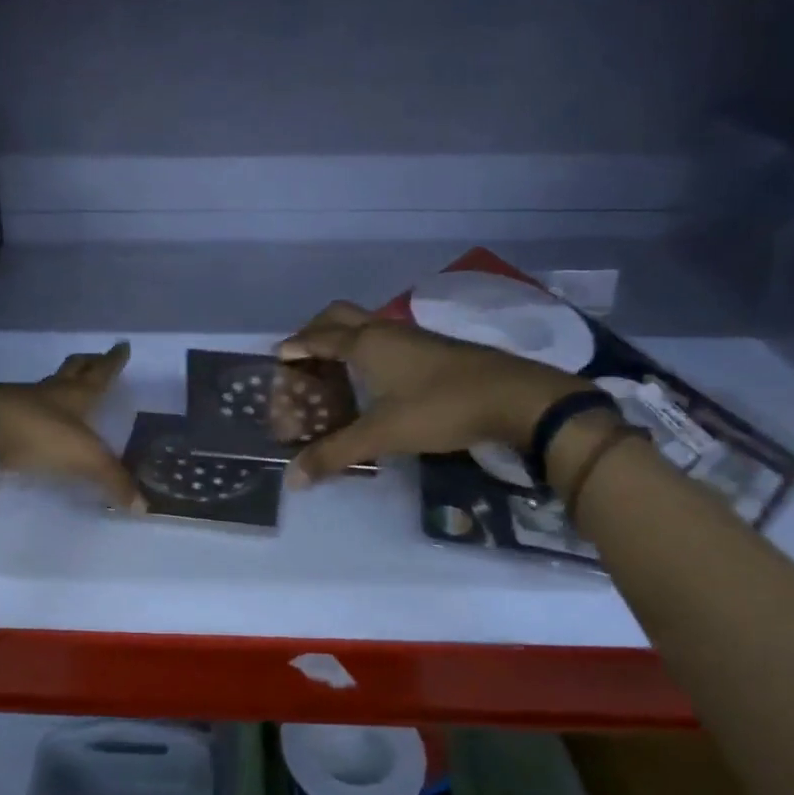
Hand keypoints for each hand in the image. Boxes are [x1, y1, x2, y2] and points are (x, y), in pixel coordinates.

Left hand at [0, 341, 142, 509]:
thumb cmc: (37, 434)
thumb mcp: (84, 459)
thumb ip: (113, 480)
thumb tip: (143, 505)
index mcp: (74, 395)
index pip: (100, 374)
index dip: (113, 361)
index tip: (121, 346)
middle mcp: (48, 392)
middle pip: (72, 370)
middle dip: (88, 364)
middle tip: (97, 358)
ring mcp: (19, 401)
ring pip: (46, 387)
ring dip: (59, 386)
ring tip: (67, 391)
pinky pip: (23, 409)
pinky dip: (34, 410)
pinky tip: (35, 421)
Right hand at [276, 302, 581, 486]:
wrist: (516, 397)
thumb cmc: (440, 408)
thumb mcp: (382, 434)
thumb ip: (335, 453)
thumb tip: (292, 478)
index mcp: (365, 343)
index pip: (318, 337)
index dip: (295, 346)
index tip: (277, 357)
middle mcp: (385, 331)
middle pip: (339, 315)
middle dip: (315, 329)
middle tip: (302, 355)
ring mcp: (413, 337)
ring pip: (366, 325)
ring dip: (343, 338)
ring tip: (332, 367)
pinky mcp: (434, 348)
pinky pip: (386, 338)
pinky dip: (367, 348)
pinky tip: (375, 377)